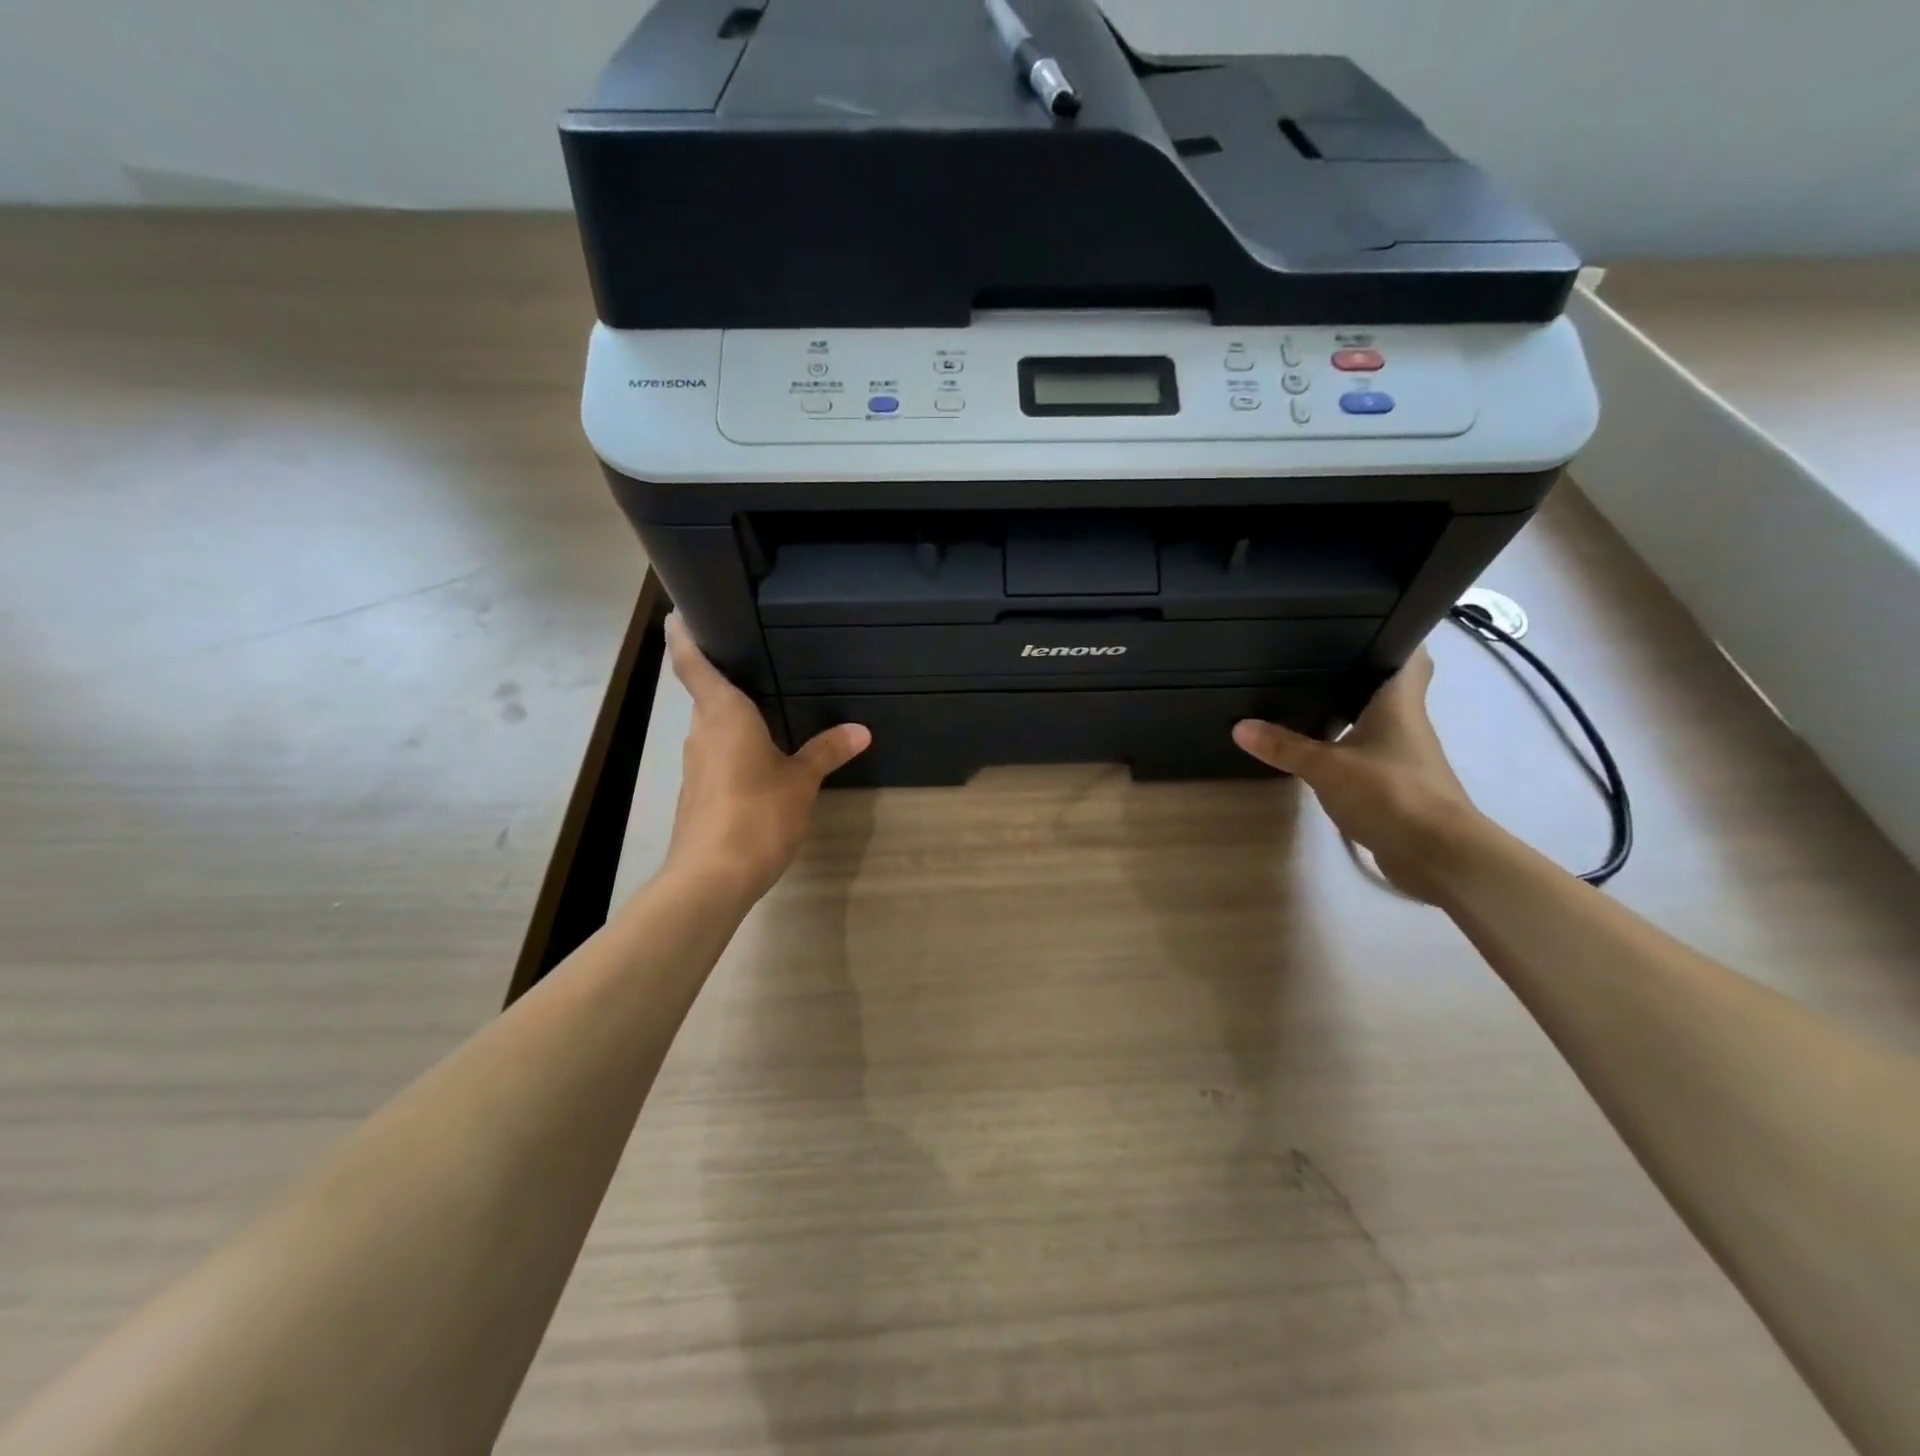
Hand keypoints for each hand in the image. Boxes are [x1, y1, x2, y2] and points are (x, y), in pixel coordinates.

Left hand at [663, 617, 870, 904]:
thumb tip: (860, 730)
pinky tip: (761, 754)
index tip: (682, 611)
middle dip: (722, 674)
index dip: (684, 634)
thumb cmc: (756, 814)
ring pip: (712, 725)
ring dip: (731, 713)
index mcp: (722, 714)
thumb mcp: (801, 781)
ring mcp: (695, 764)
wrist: (712, 878)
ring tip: (767, 701)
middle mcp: (701, 731)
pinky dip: (734, 744)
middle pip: (704, 692)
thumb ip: (827, 751)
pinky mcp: (698, 792)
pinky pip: (716, 753)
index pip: (691, 662)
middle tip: (755, 655)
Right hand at [1231, 650, 1483, 901]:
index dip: (1394, 637)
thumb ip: (1283, 746)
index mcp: (1400, 703)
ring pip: (1378, 722)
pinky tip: (1320, 751)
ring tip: (1306, 702)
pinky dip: (1349, 749)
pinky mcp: (1400, 785)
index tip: (1361, 626)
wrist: (1438, 853)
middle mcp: (1409, 722)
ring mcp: (1406, 756)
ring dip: (1351, 714)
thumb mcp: (1325, 767)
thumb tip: (1239, 726)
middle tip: (1315, 663)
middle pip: (1388, 688)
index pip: (1412, 655)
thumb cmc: (1389, 792)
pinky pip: (1370, 755)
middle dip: (1358, 676)